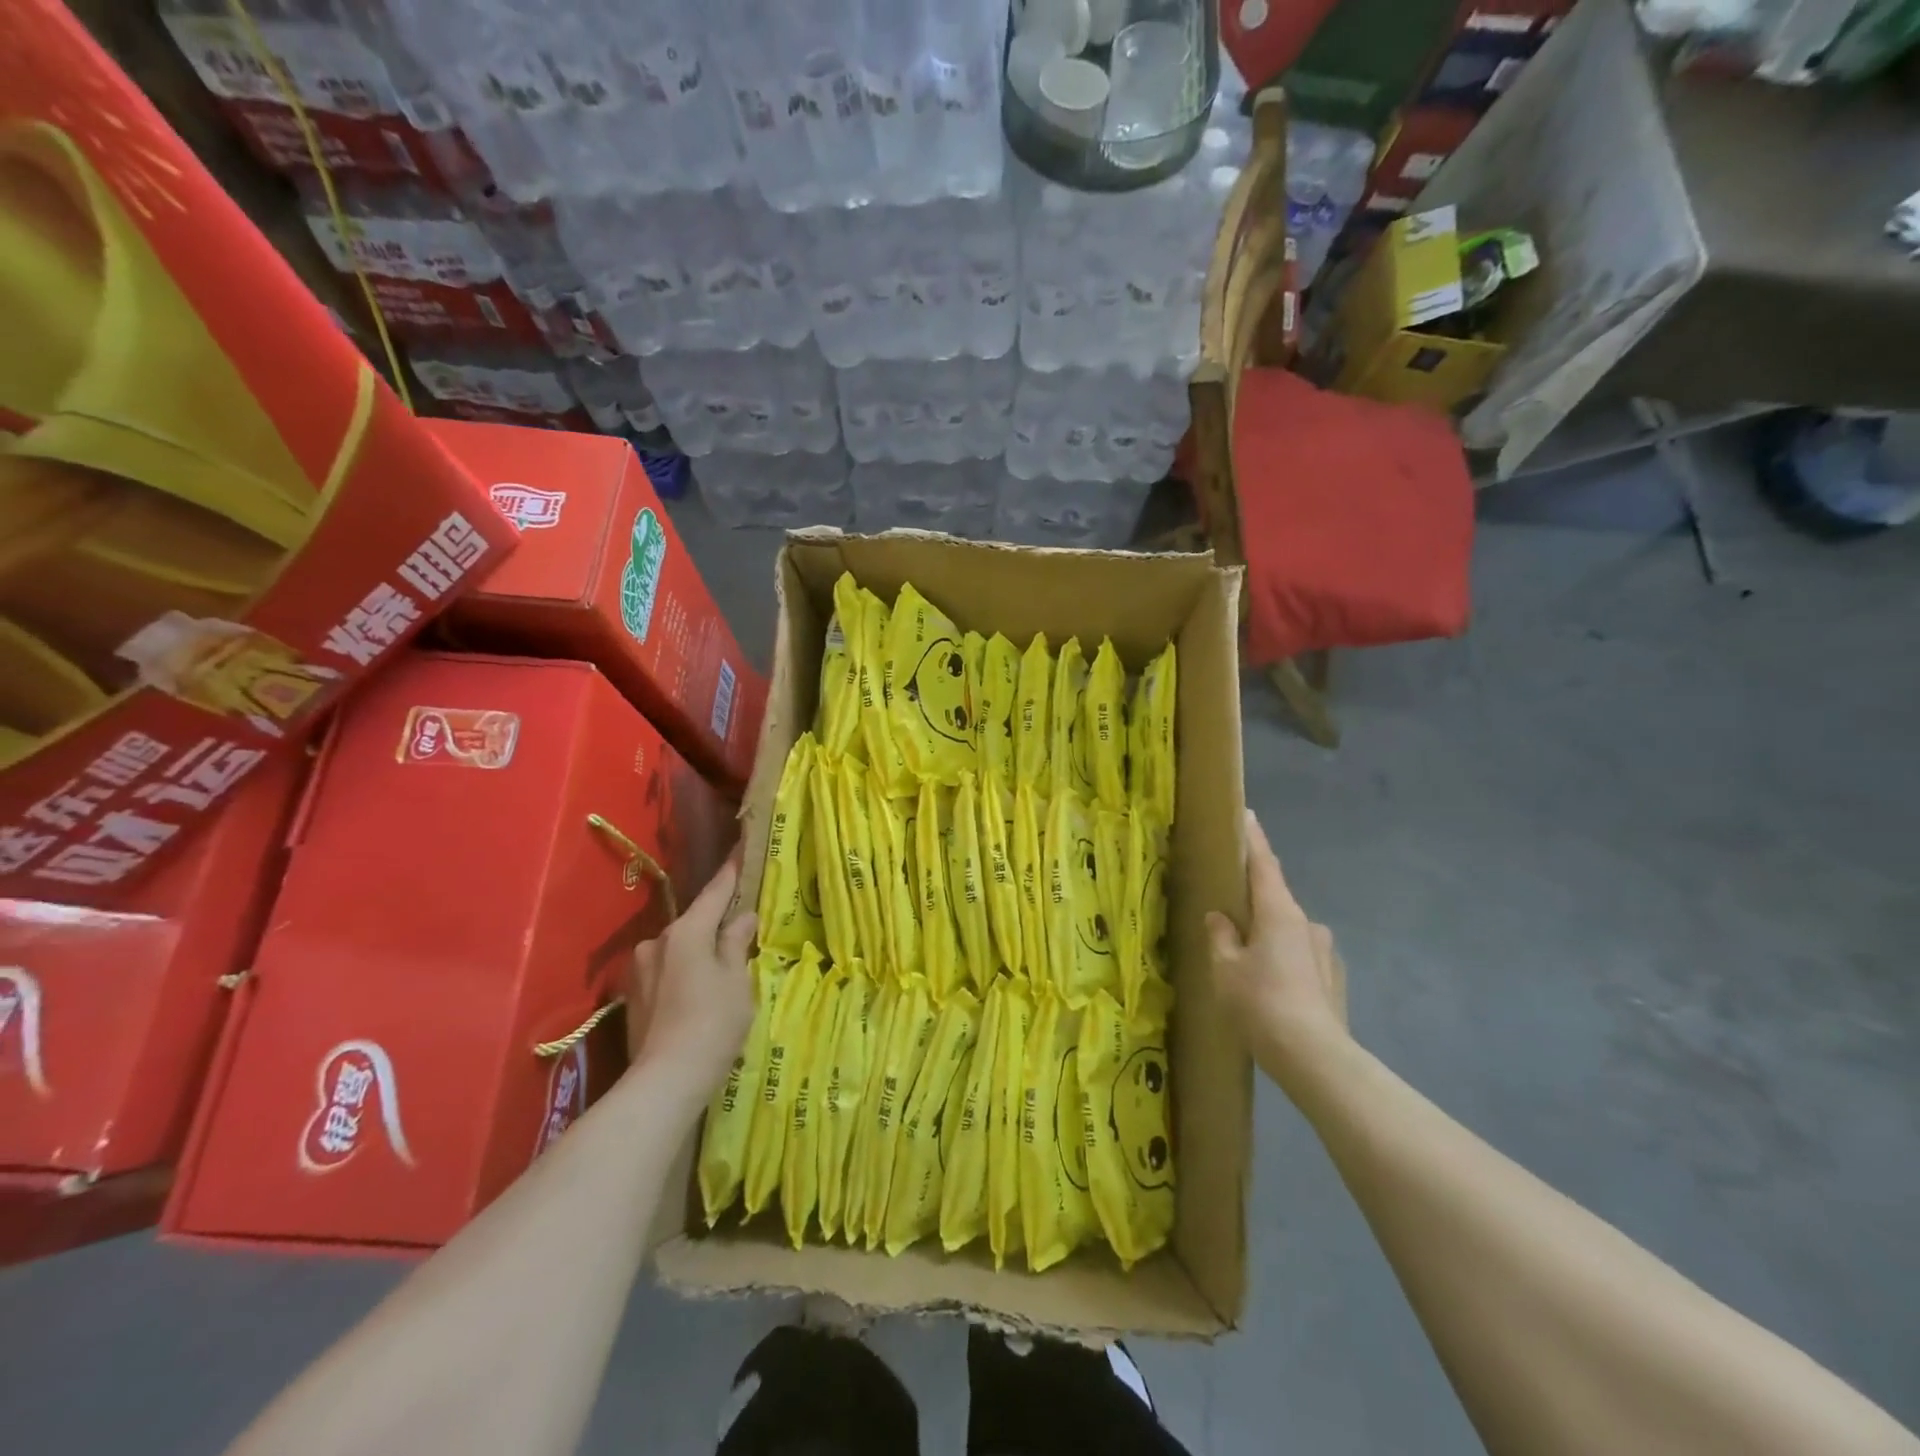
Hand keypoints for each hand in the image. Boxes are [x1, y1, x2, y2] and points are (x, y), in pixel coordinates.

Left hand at [624, 851, 756, 1103]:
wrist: (666, 1080)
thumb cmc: (713, 1023)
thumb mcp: (737, 980)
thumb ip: (736, 943)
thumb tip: (742, 918)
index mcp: (686, 932)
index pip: (715, 892)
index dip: (731, 872)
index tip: (740, 848)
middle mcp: (657, 942)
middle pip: (694, 923)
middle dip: (715, 926)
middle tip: (740, 934)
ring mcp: (639, 970)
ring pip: (678, 950)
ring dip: (697, 955)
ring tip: (718, 976)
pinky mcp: (633, 997)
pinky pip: (666, 972)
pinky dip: (683, 976)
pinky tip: (696, 998)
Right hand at [1207, 809, 1346, 1082]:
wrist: (1314, 1058)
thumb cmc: (1260, 1003)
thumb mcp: (1225, 968)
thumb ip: (1220, 937)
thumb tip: (1220, 919)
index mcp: (1278, 912)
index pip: (1263, 864)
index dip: (1253, 839)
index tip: (1247, 815)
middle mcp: (1307, 924)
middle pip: (1275, 900)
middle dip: (1253, 902)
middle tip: (1230, 912)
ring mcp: (1325, 952)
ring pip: (1288, 933)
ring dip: (1269, 938)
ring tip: (1248, 964)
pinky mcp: (1334, 979)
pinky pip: (1300, 958)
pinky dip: (1283, 962)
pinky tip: (1271, 990)